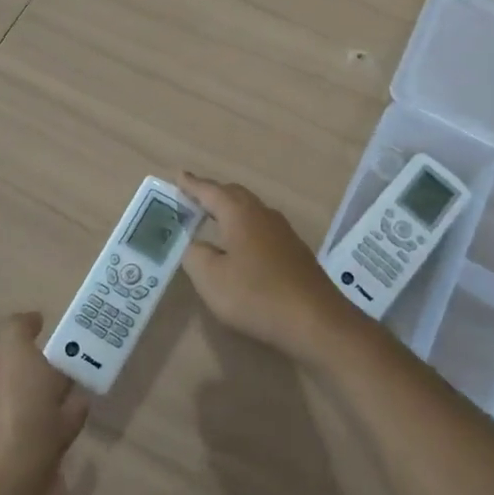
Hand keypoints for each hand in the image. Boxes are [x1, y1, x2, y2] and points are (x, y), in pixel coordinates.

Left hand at [0, 313, 88, 494]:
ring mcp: (18, 440)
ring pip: (42, 405)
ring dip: (60, 390)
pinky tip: (87, 406)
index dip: (18, 339)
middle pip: (21, 379)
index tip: (45, 326)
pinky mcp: (43, 462)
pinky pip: (59, 431)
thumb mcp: (15, 356)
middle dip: (43, 364)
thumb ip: (19, 331)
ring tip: (86, 371)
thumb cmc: (18, 415)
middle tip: (74, 347)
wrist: (25, 489)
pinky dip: (71, 417)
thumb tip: (31, 319)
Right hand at [177, 173, 362, 364]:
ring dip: (229, 210)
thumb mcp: (211, 279)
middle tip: (191, 197)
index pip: (210, 191)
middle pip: (233, 195)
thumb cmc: (256, 295)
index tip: (178, 174)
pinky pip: (261, 227)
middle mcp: (262, 214)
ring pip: (250, 210)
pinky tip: (240, 245)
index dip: (192, 185)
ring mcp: (282, 231)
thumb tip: (194, 243)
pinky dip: (244, 227)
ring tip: (212, 218)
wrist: (315, 320)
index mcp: (239, 214)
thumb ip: (195, 255)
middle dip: (211, 194)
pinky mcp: (294, 250)